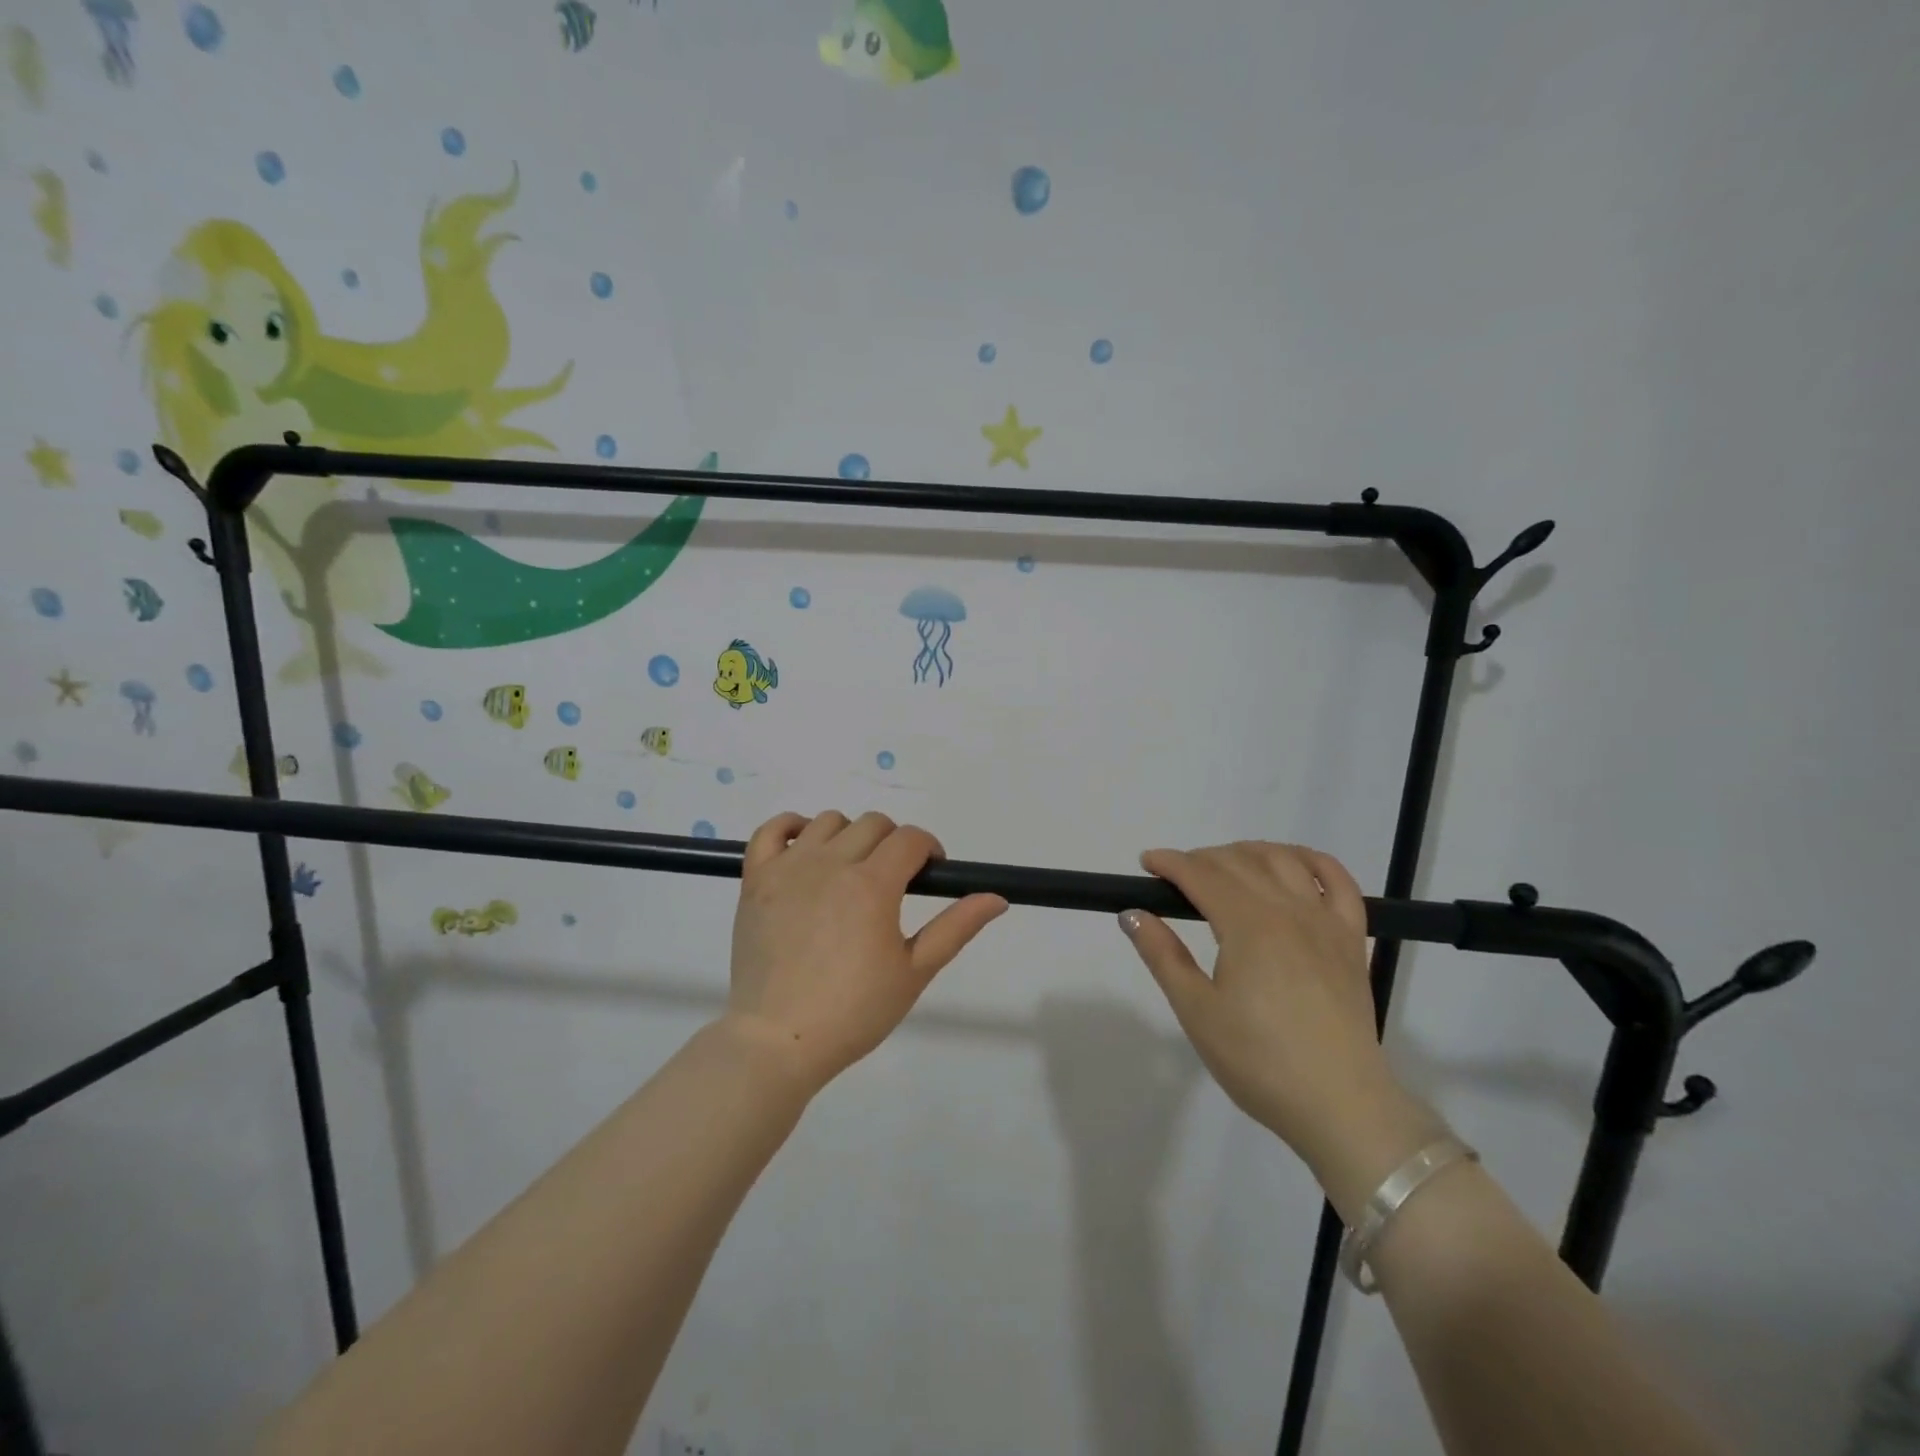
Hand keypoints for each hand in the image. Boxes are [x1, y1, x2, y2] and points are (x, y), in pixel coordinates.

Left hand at [726, 811, 1007, 1093]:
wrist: (779, 1040)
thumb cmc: (854, 1011)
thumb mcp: (914, 972)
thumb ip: (955, 927)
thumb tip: (996, 897)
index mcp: (873, 883)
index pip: (910, 838)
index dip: (928, 849)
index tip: (928, 875)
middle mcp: (831, 863)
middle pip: (874, 824)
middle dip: (893, 843)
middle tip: (892, 882)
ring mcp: (789, 867)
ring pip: (829, 822)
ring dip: (849, 836)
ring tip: (850, 873)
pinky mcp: (756, 879)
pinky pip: (771, 830)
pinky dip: (791, 827)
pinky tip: (805, 849)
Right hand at [1118, 841, 1424, 1180]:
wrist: (1341, 1106)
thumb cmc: (1259, 1061)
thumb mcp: (1197, 1011)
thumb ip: (1163, 956)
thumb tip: (1132, 913)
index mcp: (1247, 926)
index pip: (1201, 875)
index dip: (1170, 862)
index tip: (1147, 863)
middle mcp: (1288, 910)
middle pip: (1239, 862)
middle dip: (1200, 858)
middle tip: (1176, 876)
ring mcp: (1325, 921)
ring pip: (1284, 861)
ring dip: (1248, 852)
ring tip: (1225, 866)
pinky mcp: (1352, 939)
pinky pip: (1339, 882)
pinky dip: (1314, 861)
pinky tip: (1294, 864)